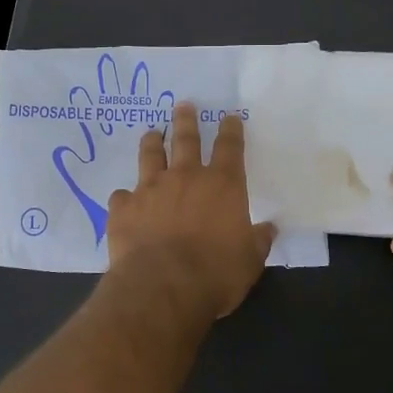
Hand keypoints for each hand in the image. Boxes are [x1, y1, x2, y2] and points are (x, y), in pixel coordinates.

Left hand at [107, 102, 275, 320]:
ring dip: (153, 142)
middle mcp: (185, 177)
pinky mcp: (124, 208)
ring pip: (151, 156)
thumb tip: (269, 229)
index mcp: (222, 185)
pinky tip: (125, 201)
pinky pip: (123, 196)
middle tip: (183, 106)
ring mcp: (150, 189)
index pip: (230, 148)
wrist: (163, 286)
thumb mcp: (250, 261)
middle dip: (186, 120)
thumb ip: (258, 240)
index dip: (231, 130)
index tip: (229, 117)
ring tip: (152, 133)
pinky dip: (126, 197)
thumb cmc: (215, 273)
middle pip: (186, 139)